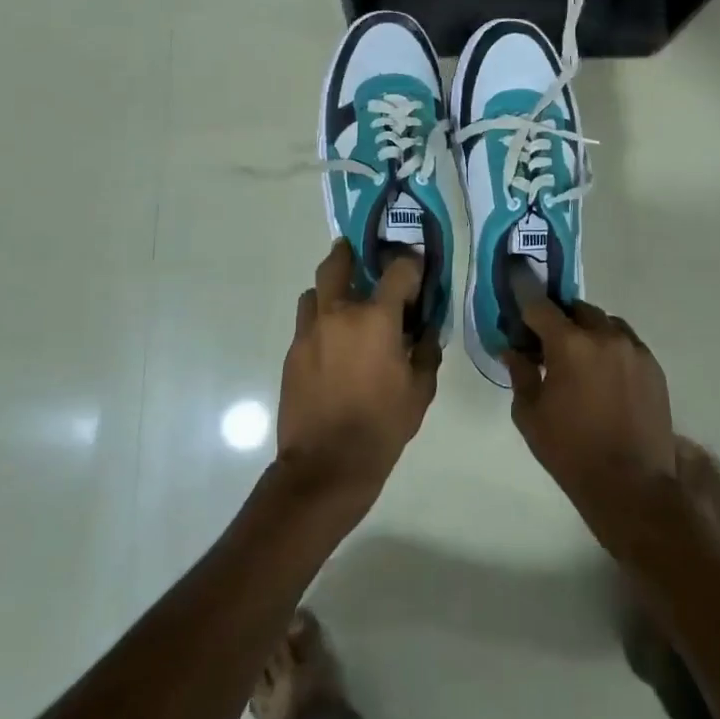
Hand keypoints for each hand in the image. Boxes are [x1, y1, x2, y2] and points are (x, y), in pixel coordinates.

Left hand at [277, 240, 438, 514]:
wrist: (326, 465)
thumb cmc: (382, 427)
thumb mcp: (420, 391)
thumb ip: (427, 352)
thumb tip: (427, 331)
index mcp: (376, 319)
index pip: (398, 270)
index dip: (411, 265)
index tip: (417, 271)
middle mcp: (339, 314)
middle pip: (338, 263)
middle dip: (350, 253)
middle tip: (360, 256)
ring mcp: (310, 332)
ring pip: (315, 292)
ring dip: (330, 290)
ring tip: (344, 307)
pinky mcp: (292, 353)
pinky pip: (306, 323)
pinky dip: (320, 322)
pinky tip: (333, 345)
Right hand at [503, 285, 677, 552]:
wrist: (632, 487)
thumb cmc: (570, 452)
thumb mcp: (530, 414)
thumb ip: (521, 373)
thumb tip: (512, 348)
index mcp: (569, 344)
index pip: (540, 305)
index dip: (525, 293)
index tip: (516, 282)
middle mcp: (605, 336)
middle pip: (577, 309)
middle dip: (560, 318)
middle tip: (547, 340)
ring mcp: (634, 349)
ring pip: (605, 323)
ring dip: (588, 331)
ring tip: (579, 359)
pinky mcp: (654, 366)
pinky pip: (626, 343)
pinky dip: (611, 348)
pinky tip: (604, 375)